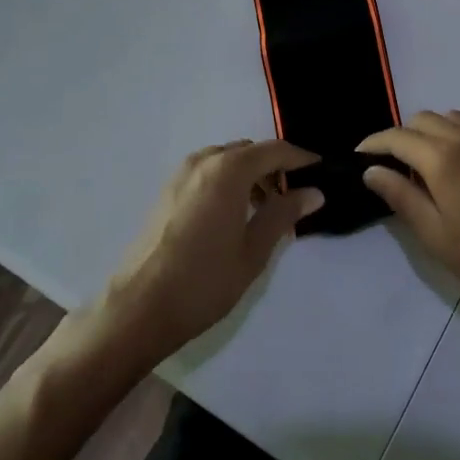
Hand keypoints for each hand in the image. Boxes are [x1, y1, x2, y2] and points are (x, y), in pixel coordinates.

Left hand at [98, 140, 321, 361]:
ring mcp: (181, 174)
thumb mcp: (254, 250)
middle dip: (274, 168)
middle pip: (250, 152)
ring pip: (227, 161)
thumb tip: (313, 192)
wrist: (138, 309)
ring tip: (264, 211)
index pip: (275, 151)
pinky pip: (208, 173)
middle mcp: (204, 161)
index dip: (301, 159)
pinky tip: (233, 216)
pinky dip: (227, 182)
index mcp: (229, 170)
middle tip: (293, 198)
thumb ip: (284, 213)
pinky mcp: (167, 192)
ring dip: (250, 175)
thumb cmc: (204, 281)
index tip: (321, 171)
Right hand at [359, 111, 459, 328]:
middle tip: (385, 168)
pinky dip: (445, 135)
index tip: (356, 157)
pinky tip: (444, 169)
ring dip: (423, 133)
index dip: (373, 144)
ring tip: (414, 167)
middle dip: (397, 136)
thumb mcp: (434, 234)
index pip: (398, 137)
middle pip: (420, 120)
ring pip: (444, 119)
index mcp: (443, 158)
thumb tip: (372, 171)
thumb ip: (401, 197)